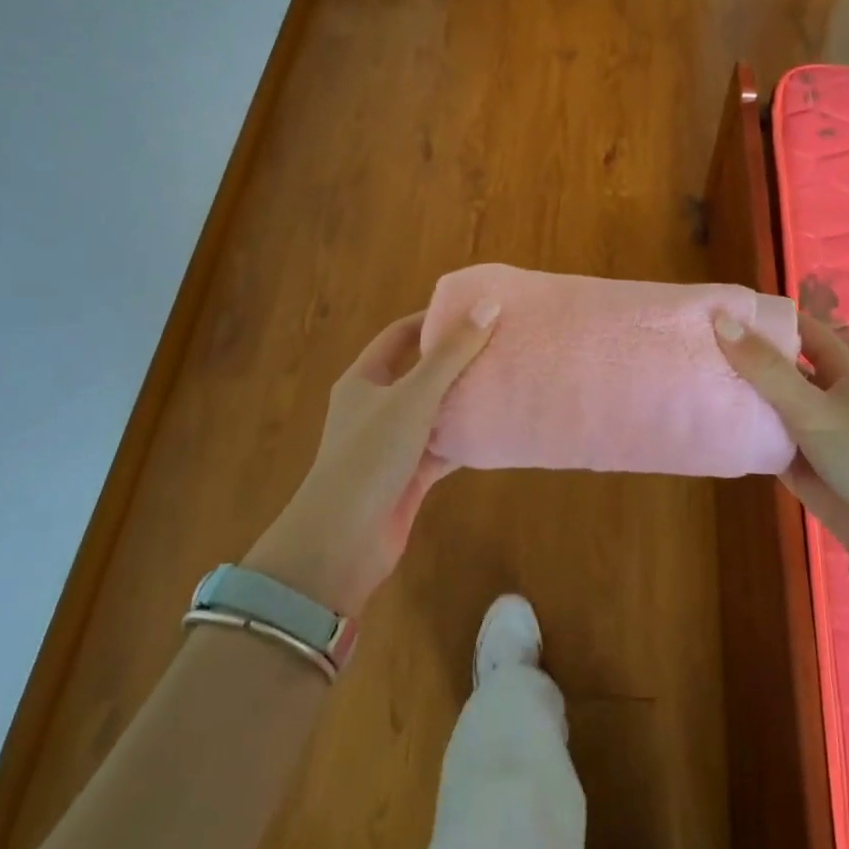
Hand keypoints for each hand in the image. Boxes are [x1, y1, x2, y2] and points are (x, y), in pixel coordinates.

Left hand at [243, 302, 498, 615]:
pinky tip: (498, 428)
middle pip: (421, 373)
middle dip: (456, 360)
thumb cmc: (370, 456)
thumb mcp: (412, 397)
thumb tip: (488, 305)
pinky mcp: (410, 476)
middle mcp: (376, 407)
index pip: (399, 336)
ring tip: (506, 380)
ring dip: (465, 401)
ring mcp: (393, 444)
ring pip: (435, 412)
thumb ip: (451, 355)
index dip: (433, 320)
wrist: (342, 542)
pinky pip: (444, 448)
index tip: (474, 310)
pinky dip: (467, 439)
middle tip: (499, 344)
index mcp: (364, 380)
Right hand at [716, 309, 848, 547]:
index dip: (767, 317)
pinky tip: (706, 418)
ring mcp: (808, 427)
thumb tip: (721, 322)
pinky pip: (762, 436)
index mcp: (839, 369)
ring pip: (766, 401)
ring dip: (738, 392)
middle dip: (743, 355)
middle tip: (696, 343)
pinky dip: (739, 428)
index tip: (724, 309)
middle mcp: (822, 393)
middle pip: (778, 365)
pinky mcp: (794, 459)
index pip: (800, 329)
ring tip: (691, 375)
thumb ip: (766, 368)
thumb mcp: (812, 405)